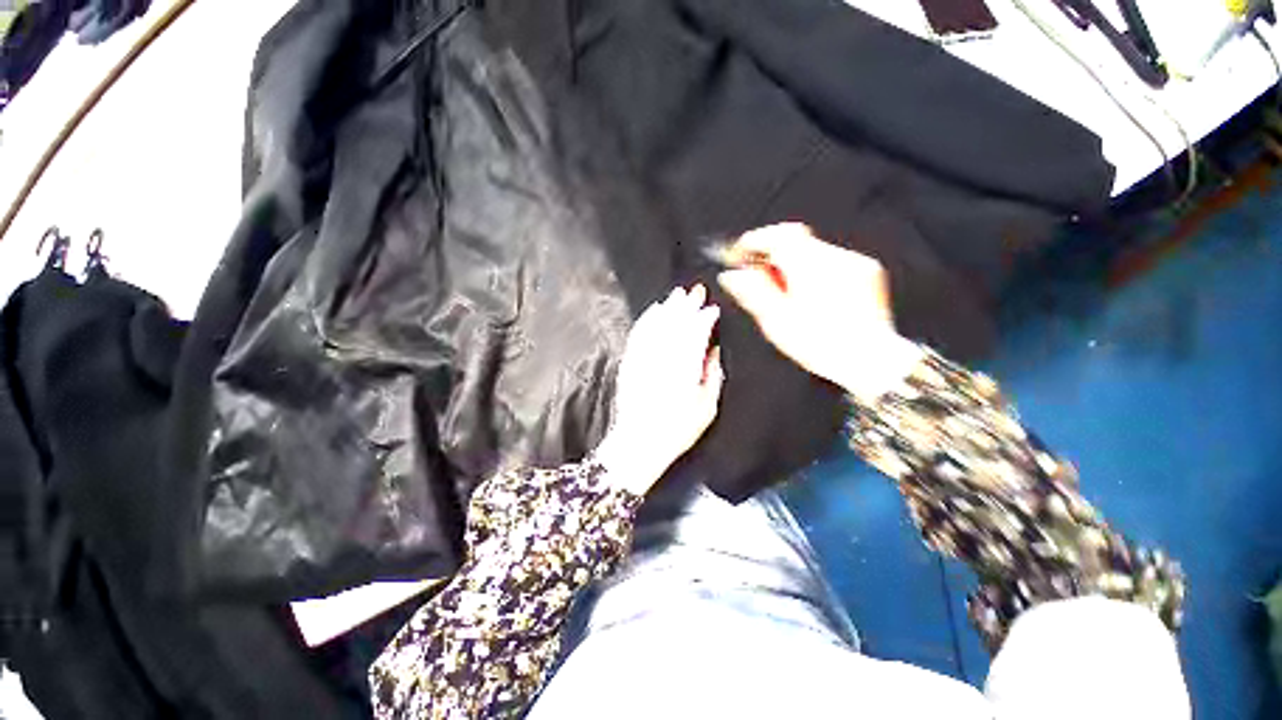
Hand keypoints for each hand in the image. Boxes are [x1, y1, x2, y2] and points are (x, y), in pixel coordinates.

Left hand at [595, 285, 724, 494]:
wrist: (639, 442)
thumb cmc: (677, 429)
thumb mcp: (706, 408)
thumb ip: (712, 375)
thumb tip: (712, 352)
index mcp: (686, 367)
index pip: (697, 333)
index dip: (705, 318)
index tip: (712, 309)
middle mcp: (664, 357)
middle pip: (677, 323)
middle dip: (687, 305)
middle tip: (695, 290)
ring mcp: (644, 357)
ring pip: (658, 324)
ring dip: (668, 307)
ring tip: (677, 294)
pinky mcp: (630, 361)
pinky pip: (639, 333)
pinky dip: (647, 319)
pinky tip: (654, 310)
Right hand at [716, 223, 923, 401]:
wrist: (870, 359)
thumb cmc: (823, 345)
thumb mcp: (777, 321)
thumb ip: (753, 292)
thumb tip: (732, 275)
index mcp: (809, 268)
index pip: (777, 236)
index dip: (755, 241)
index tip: (740, 254)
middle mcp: (834, 259)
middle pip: (795, 241)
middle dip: (773, 256)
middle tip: (759, 278)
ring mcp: (854, 263)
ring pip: (812, 251)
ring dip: (794, 265)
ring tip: (787, 295)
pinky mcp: (866, 271)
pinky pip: (832, 261)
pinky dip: (815, 272)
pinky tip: (812, 297)